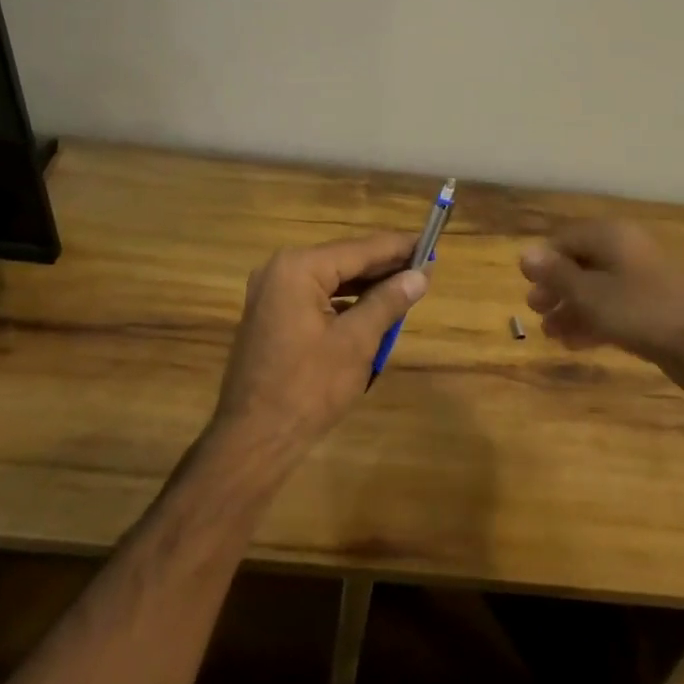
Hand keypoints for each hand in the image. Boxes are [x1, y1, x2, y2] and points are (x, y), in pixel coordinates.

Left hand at [213, 232, 427, 457]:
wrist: (254, 440)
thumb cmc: (308, 388)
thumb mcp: (356, 342)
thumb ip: (388, 301)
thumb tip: (419, 275)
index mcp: (298, 268)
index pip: (359, 249)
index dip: (397, 247)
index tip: (430, 243)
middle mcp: (280, 270)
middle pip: (343, 260)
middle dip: (383, 265)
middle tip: (424, 266)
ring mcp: (271, 293)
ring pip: (330, 279)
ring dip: (366, 284)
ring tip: (405, 284)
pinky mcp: (271, 315)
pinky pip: (316, 296)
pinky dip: (344, 300)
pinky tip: (371, 307)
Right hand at [519, 220, 683, 400]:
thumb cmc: (641, 312)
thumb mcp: (590, 295)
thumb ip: (556, 275)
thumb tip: (525, 254)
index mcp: (611, 236)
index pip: (566, 239)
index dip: (544, 261)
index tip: (527, 286)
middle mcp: (627, 249)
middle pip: (581, 262)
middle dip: (556, 287)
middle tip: (536, 311)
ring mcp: (643, 278)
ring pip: (596, 288)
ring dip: (571, 308)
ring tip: (551, 334)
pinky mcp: (653, 306)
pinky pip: (614, 306)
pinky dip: (594, 320)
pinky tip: (576, 343)